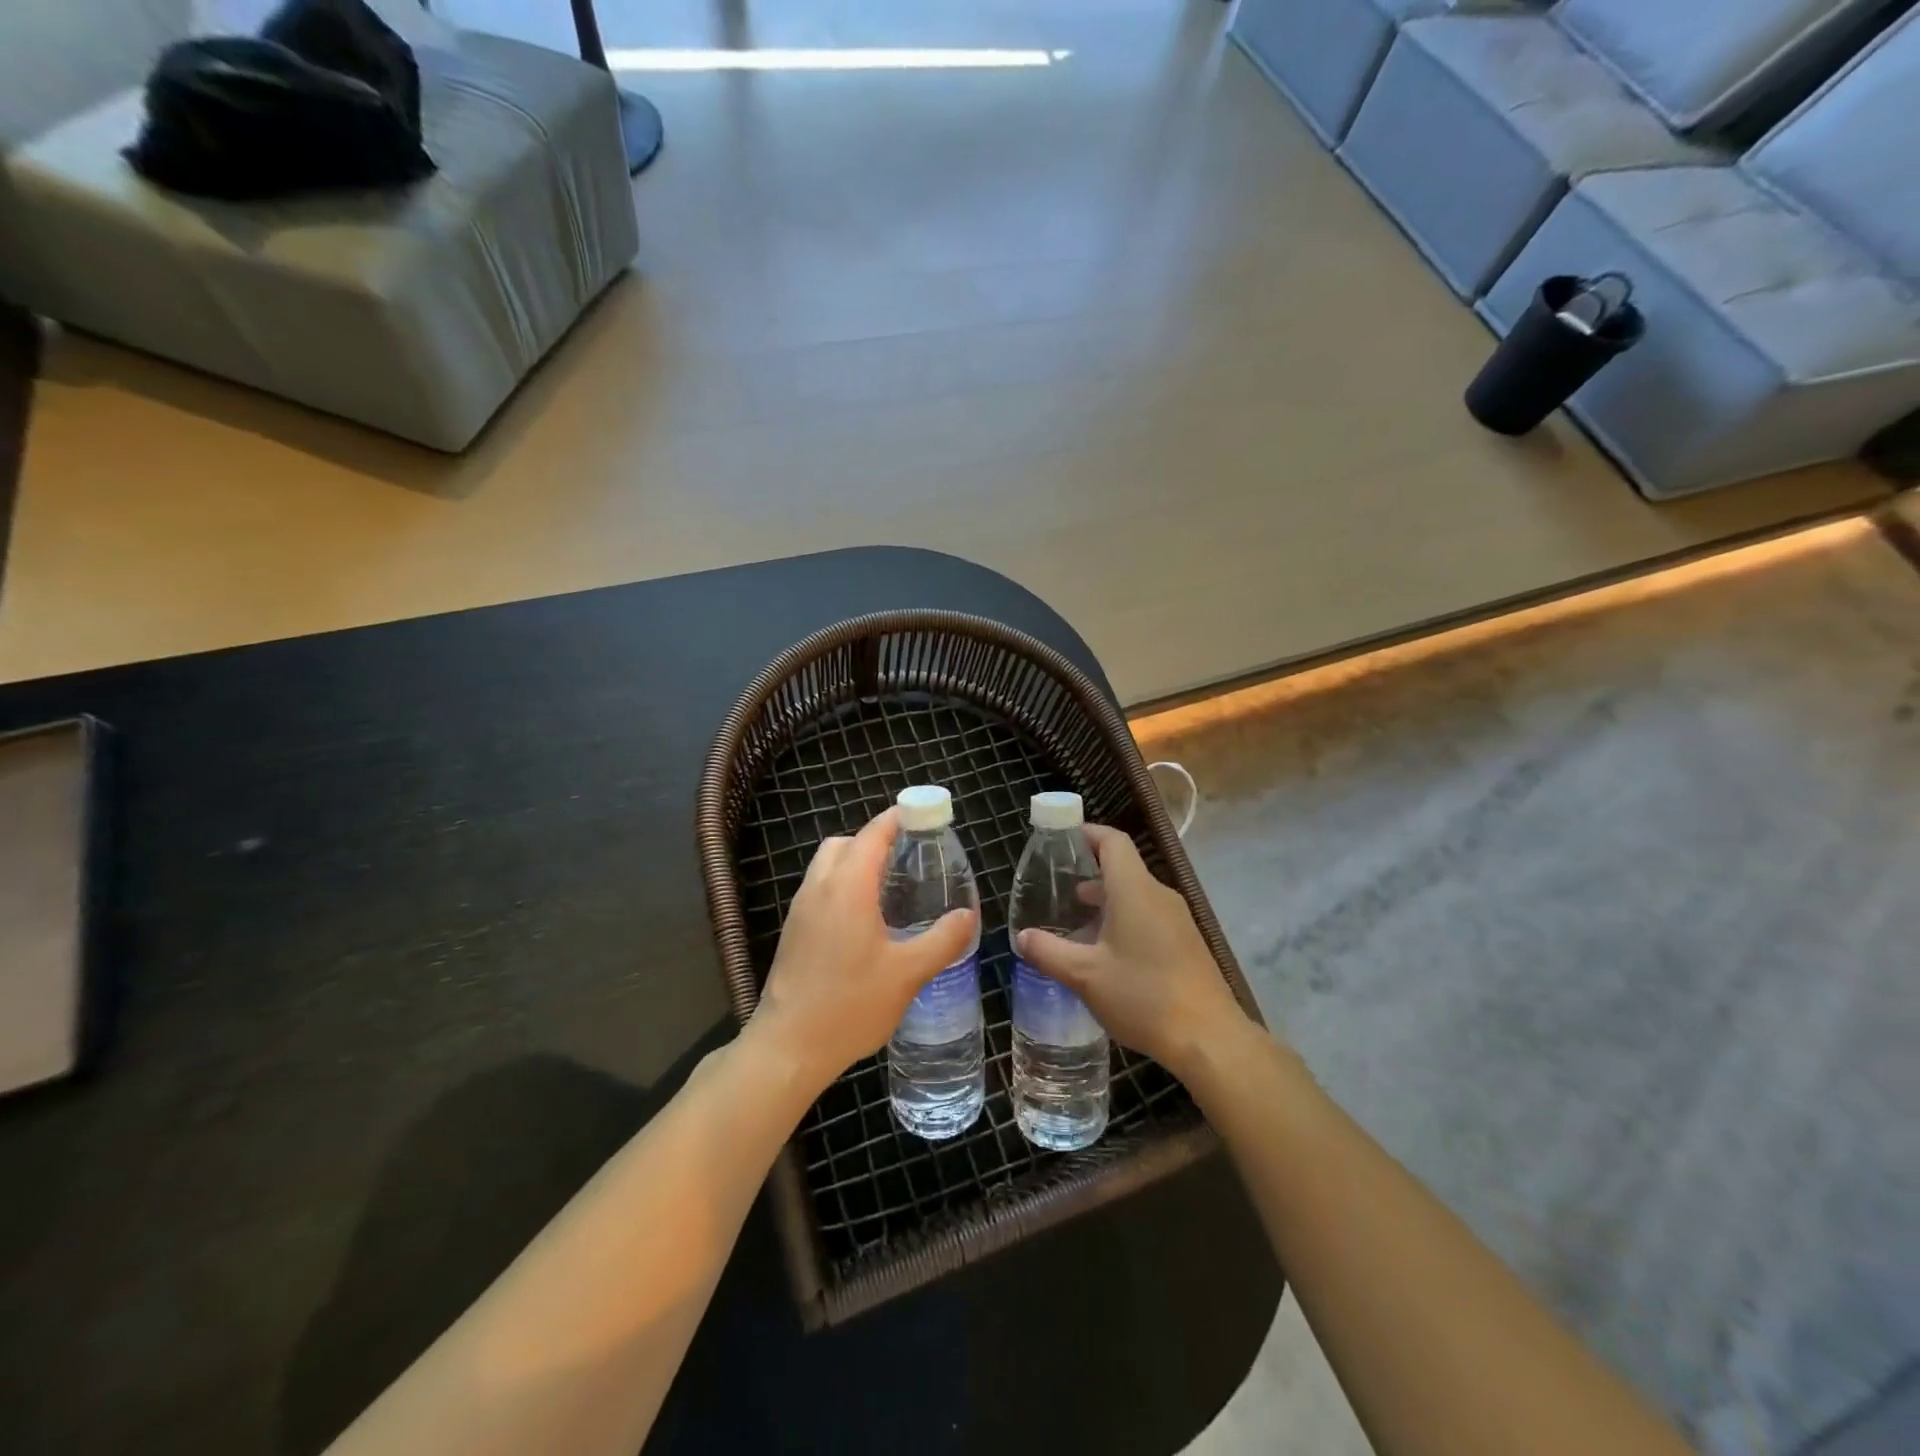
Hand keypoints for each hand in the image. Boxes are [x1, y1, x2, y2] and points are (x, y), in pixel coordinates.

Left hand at [748, 807, 976, 1093]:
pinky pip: (819, 888)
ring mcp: (801, 909)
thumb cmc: (850, 1005)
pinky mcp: (793, 931)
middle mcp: (819, 887)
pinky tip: (865, 920)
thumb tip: (968, 915)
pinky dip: (842, 885)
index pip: (873, 833)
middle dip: (876, 840)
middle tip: (909, 858)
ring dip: (855, 862)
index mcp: (848, 887)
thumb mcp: (908, 974)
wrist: (788, 1047)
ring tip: (890, 888)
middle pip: (846, 842)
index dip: (899, 818)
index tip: (925, 816)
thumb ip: (942, 940)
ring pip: (827, 865)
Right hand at [1015, 824, 1251, 1079]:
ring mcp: (1177, 919)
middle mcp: (1159, 895)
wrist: (1210, 1039)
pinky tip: (1105, 953)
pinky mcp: (1186, 942)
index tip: (1060, 841)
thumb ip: (1049, 952)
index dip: (1086, 833)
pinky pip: (1149, 916)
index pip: (1113, 841)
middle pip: (1123, 867)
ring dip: (1105, 901)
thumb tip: (1022, 937)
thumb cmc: (1143, 996)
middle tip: (1056, 888)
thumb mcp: (1085, 976)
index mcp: (1134, 890)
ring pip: (1135, 894)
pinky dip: (1123, 920)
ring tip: (1074, 923)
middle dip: (1089, 873)